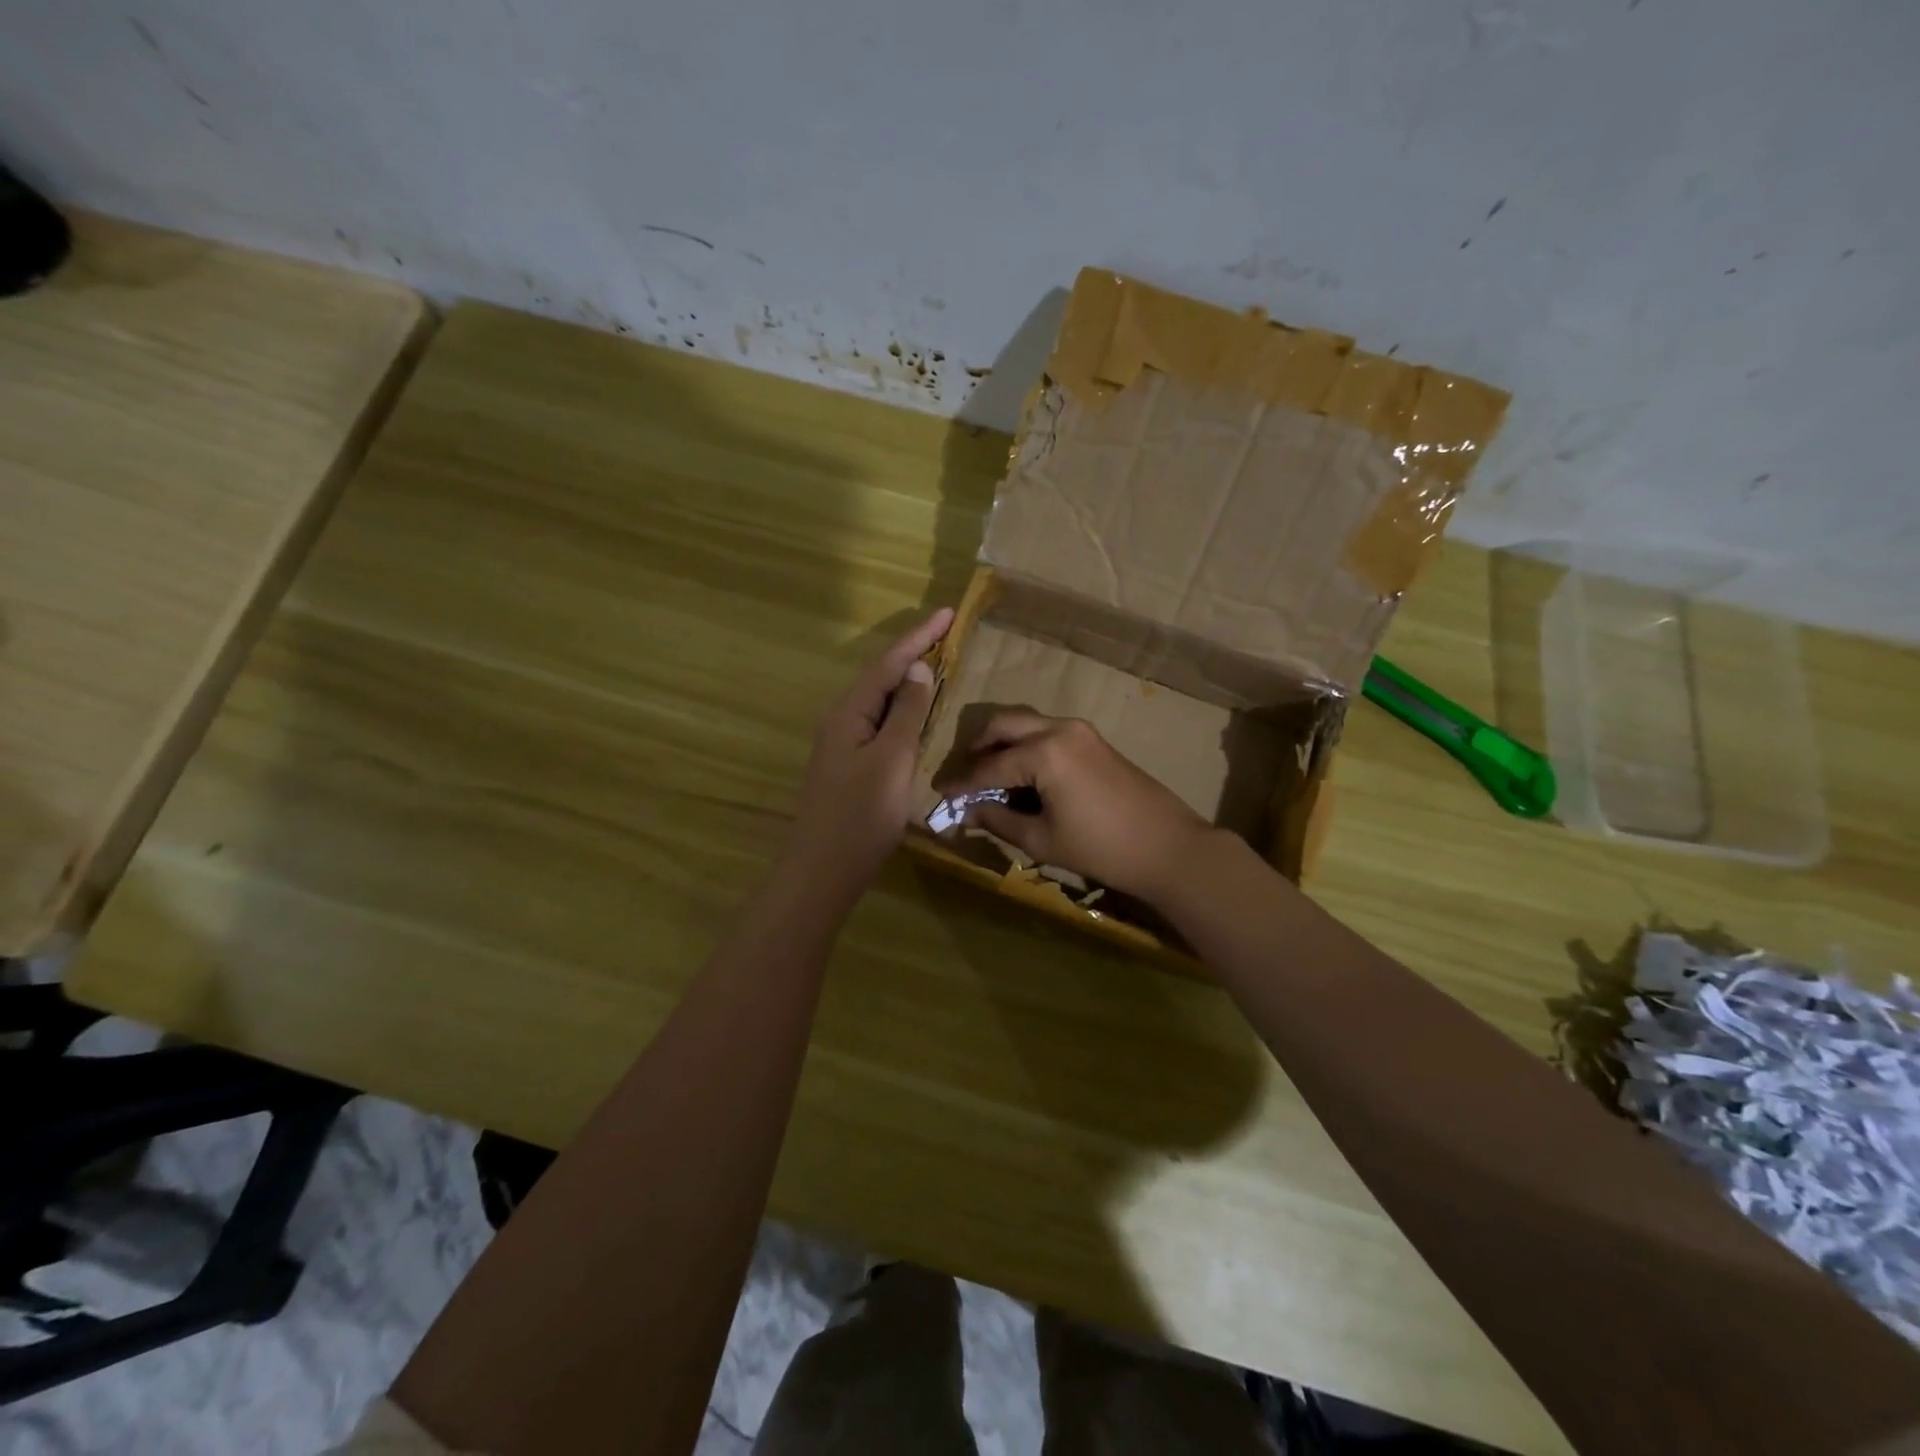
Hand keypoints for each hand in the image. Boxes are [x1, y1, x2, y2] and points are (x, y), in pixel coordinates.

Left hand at [787, 608, 953, 901]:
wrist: (823, 870)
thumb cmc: (860, 814)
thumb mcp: (891, 759)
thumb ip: (906, 713)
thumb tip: (918, 668)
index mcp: (850, 712)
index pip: (889, 663)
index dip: (920, 636)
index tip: (948, 612)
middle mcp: (843, 720)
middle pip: (883, 677)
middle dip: (914, 653)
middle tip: (948, 635)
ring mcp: (845, 744)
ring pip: (882, 702)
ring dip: (910, 682)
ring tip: (940, 665)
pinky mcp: (852, 766)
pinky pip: (882, 725)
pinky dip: (905, 713)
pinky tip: (920, 717)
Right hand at [934, 710, 1215, 901]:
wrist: (1168, 846)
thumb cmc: (1101, 848)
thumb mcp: (1042, 840)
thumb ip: (999, 820)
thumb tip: (968, 812)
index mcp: (1043, 752)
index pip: (989, 766)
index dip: (962, 783)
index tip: (939, 793)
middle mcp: (1059, 728)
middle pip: (1004, 725)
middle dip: (978, 747)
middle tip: (964, 776)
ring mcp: (1080, 730)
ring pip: (1026, 723)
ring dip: (1003, 743)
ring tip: (989, 775)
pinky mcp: (1094, 740)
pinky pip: (1047, 732)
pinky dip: (1027, 746)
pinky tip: (1021, 774)